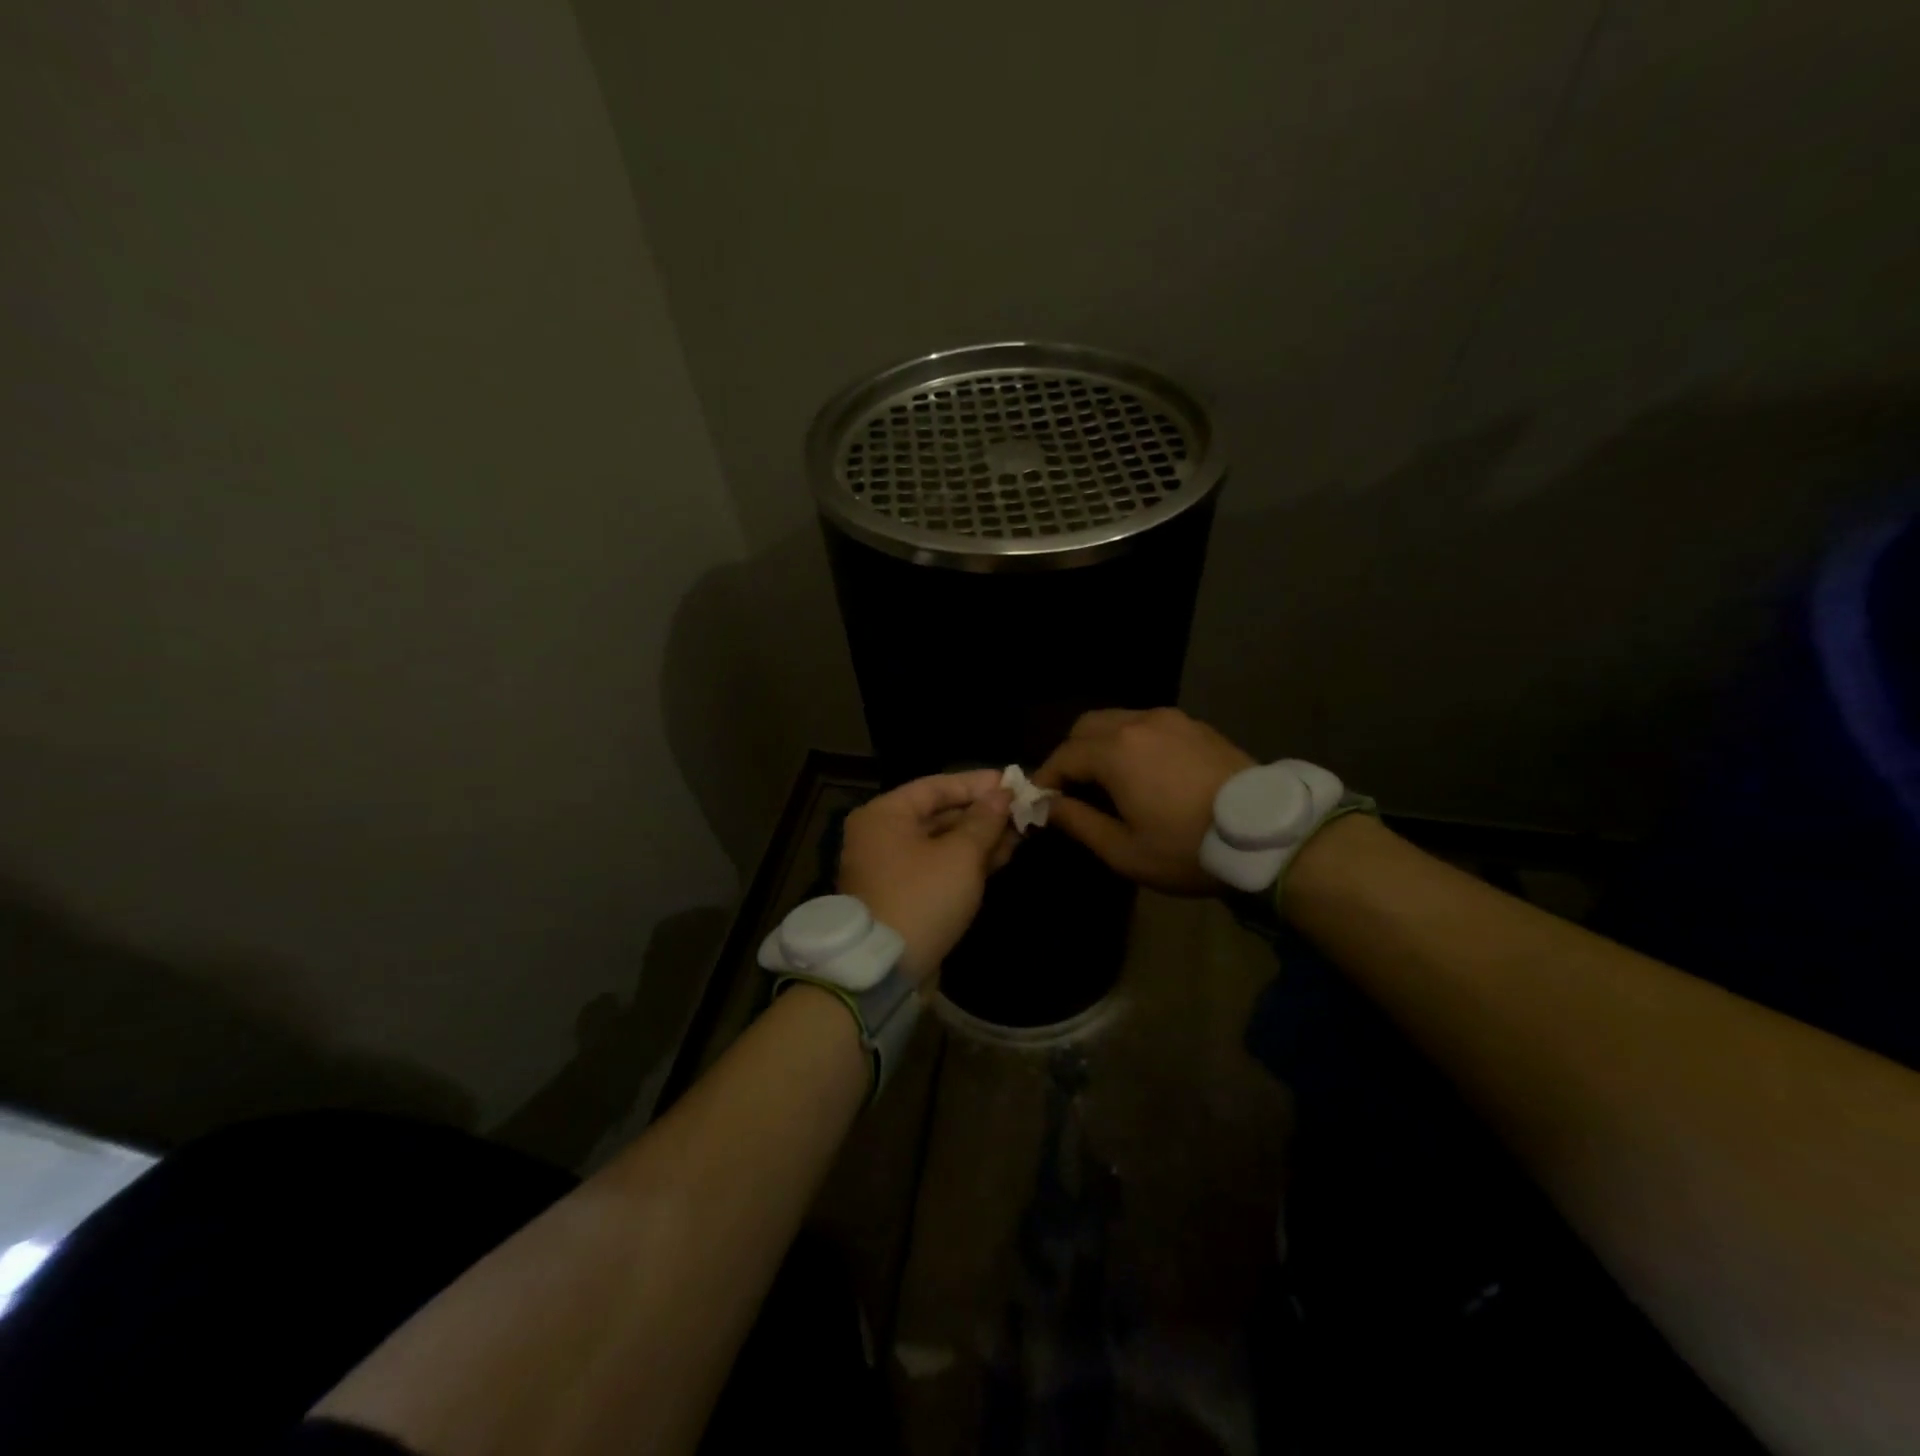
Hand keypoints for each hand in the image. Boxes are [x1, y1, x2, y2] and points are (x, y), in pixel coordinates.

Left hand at [837, 769, 1015, 983]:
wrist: (885, 970)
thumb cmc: (922, 898)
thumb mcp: (961, 855)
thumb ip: (984, 821)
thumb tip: (1002, 794)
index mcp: (885, 815)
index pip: (937, 786)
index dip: (978, 783)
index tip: (1013, 782)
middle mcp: (882, 835)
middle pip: (939, 814)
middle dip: (983, 813)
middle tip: (1023, 809)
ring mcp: (891, 867)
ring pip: (942, 842)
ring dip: (980, 838)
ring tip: (1022, 831)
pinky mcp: (903, 895)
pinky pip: (939, 866)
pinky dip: (967, 861)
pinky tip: (1003, 856)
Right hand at [1032, 708, 1255, 893]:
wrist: (1267, 835)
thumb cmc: (1188, 848)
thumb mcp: (1125, 851)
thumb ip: (1079, 823)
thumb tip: (1047, 806)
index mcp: (1115, 752)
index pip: (1063, 756)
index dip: (1046, 778)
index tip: (1041, 801)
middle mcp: (1138, 723)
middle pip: (1086, 726)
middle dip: (1071, 754)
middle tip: (1073, 788)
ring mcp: (1171, 720)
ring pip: (1118, 719)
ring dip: (1101, 744)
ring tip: (1108, 779)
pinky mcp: (1196, 726)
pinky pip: (1148, 724)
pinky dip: (1132, 740)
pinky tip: (1145, 771)